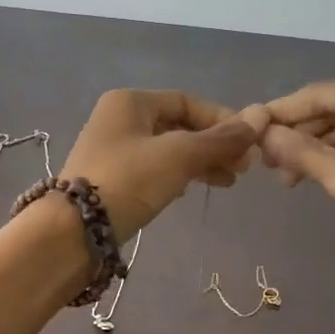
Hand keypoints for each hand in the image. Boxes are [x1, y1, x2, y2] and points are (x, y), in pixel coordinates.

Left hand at [58, 90, 259, 239]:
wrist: (74, 231)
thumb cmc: (128, 181)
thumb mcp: (179, 156)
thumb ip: (220, 139)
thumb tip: (260, 118)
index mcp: (130, 102)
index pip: (187, 102)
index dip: (222, 119)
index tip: (249, 143)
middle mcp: (119, 119)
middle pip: (179, 125)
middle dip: (214, 145)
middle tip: (243, 168)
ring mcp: (113, 150)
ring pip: (168, 149)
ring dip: (200, 162)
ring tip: (228, 182)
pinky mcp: (112, 178)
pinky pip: (155, 168)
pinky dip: (178, 175)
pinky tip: (193, 189)